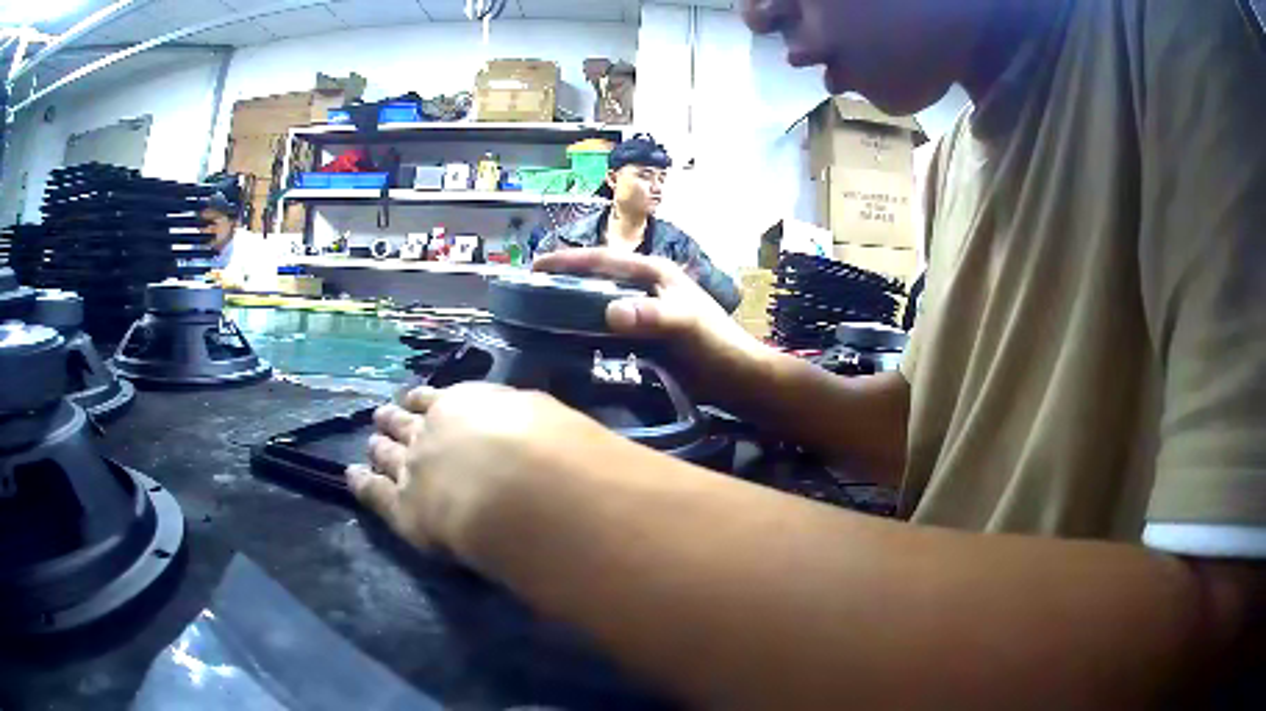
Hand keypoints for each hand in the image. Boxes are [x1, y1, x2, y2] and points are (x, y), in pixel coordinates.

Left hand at [346, 383, 619, 558]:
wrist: (519, 488)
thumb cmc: (546, 446)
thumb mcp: (541, 412)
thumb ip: (518, 411)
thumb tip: (514, 415)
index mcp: (462, 403)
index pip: (433, 397)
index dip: (422, 400)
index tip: (414, 400)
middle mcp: (429, 429)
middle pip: (402, 422)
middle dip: (392, 419)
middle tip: (383, 416)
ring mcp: (411, 467)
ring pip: (385, 453)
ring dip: (378, 447)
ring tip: (371, 444)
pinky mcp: (403, 507)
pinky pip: (374, 492)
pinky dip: (361, 482)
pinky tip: (352, 476)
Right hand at [533, 249, 773, 405]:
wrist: (738, 379)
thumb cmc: (716, 345)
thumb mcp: (686, 325)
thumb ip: (653, 316)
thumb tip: (611, 312)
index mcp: (653, 273)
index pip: (603, 260)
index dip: (567, 261)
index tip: (533, 266)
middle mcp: (644, 287)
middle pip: (596, 278)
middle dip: (563, 281)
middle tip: (528, 294)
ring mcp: (644, 312)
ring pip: (599, 302)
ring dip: (572, 306)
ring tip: (537, 317)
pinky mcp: (643, 336)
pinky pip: (606, 328)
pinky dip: (586, 331)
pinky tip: (566, 344)